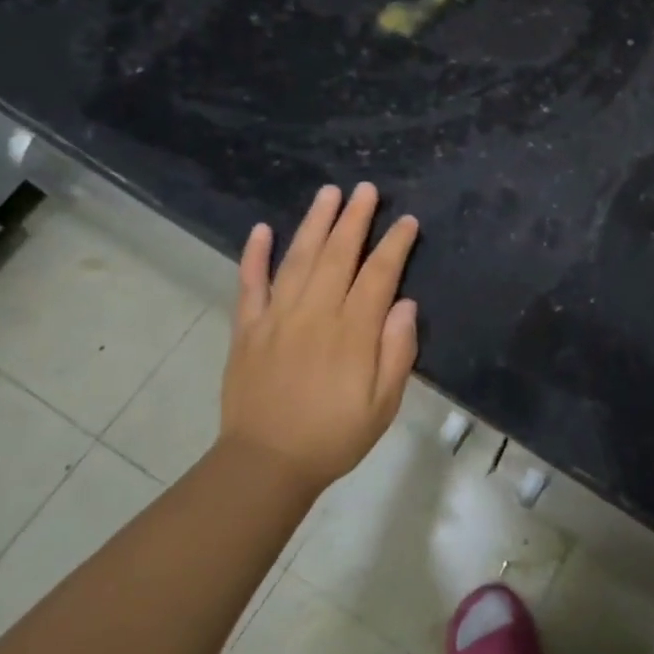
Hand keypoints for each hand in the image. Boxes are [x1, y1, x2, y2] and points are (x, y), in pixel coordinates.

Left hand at [220, 183, 419, 493]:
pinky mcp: (247, 328)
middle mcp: (315, 313)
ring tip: (328, 193)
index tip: (407, 221)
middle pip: (338, 254)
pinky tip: (262, 229)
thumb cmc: (334, 435)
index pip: (379, 274)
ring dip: (315, 223)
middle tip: (366, 189)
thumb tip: (404, 304)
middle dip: (355, 218)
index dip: (395, 244)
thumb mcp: (384, 403)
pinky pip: (249, 284)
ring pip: (298, 258)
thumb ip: (397, 351)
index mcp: (353, 331)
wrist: (266, 464)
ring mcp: (277, 317)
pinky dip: (255, 255)